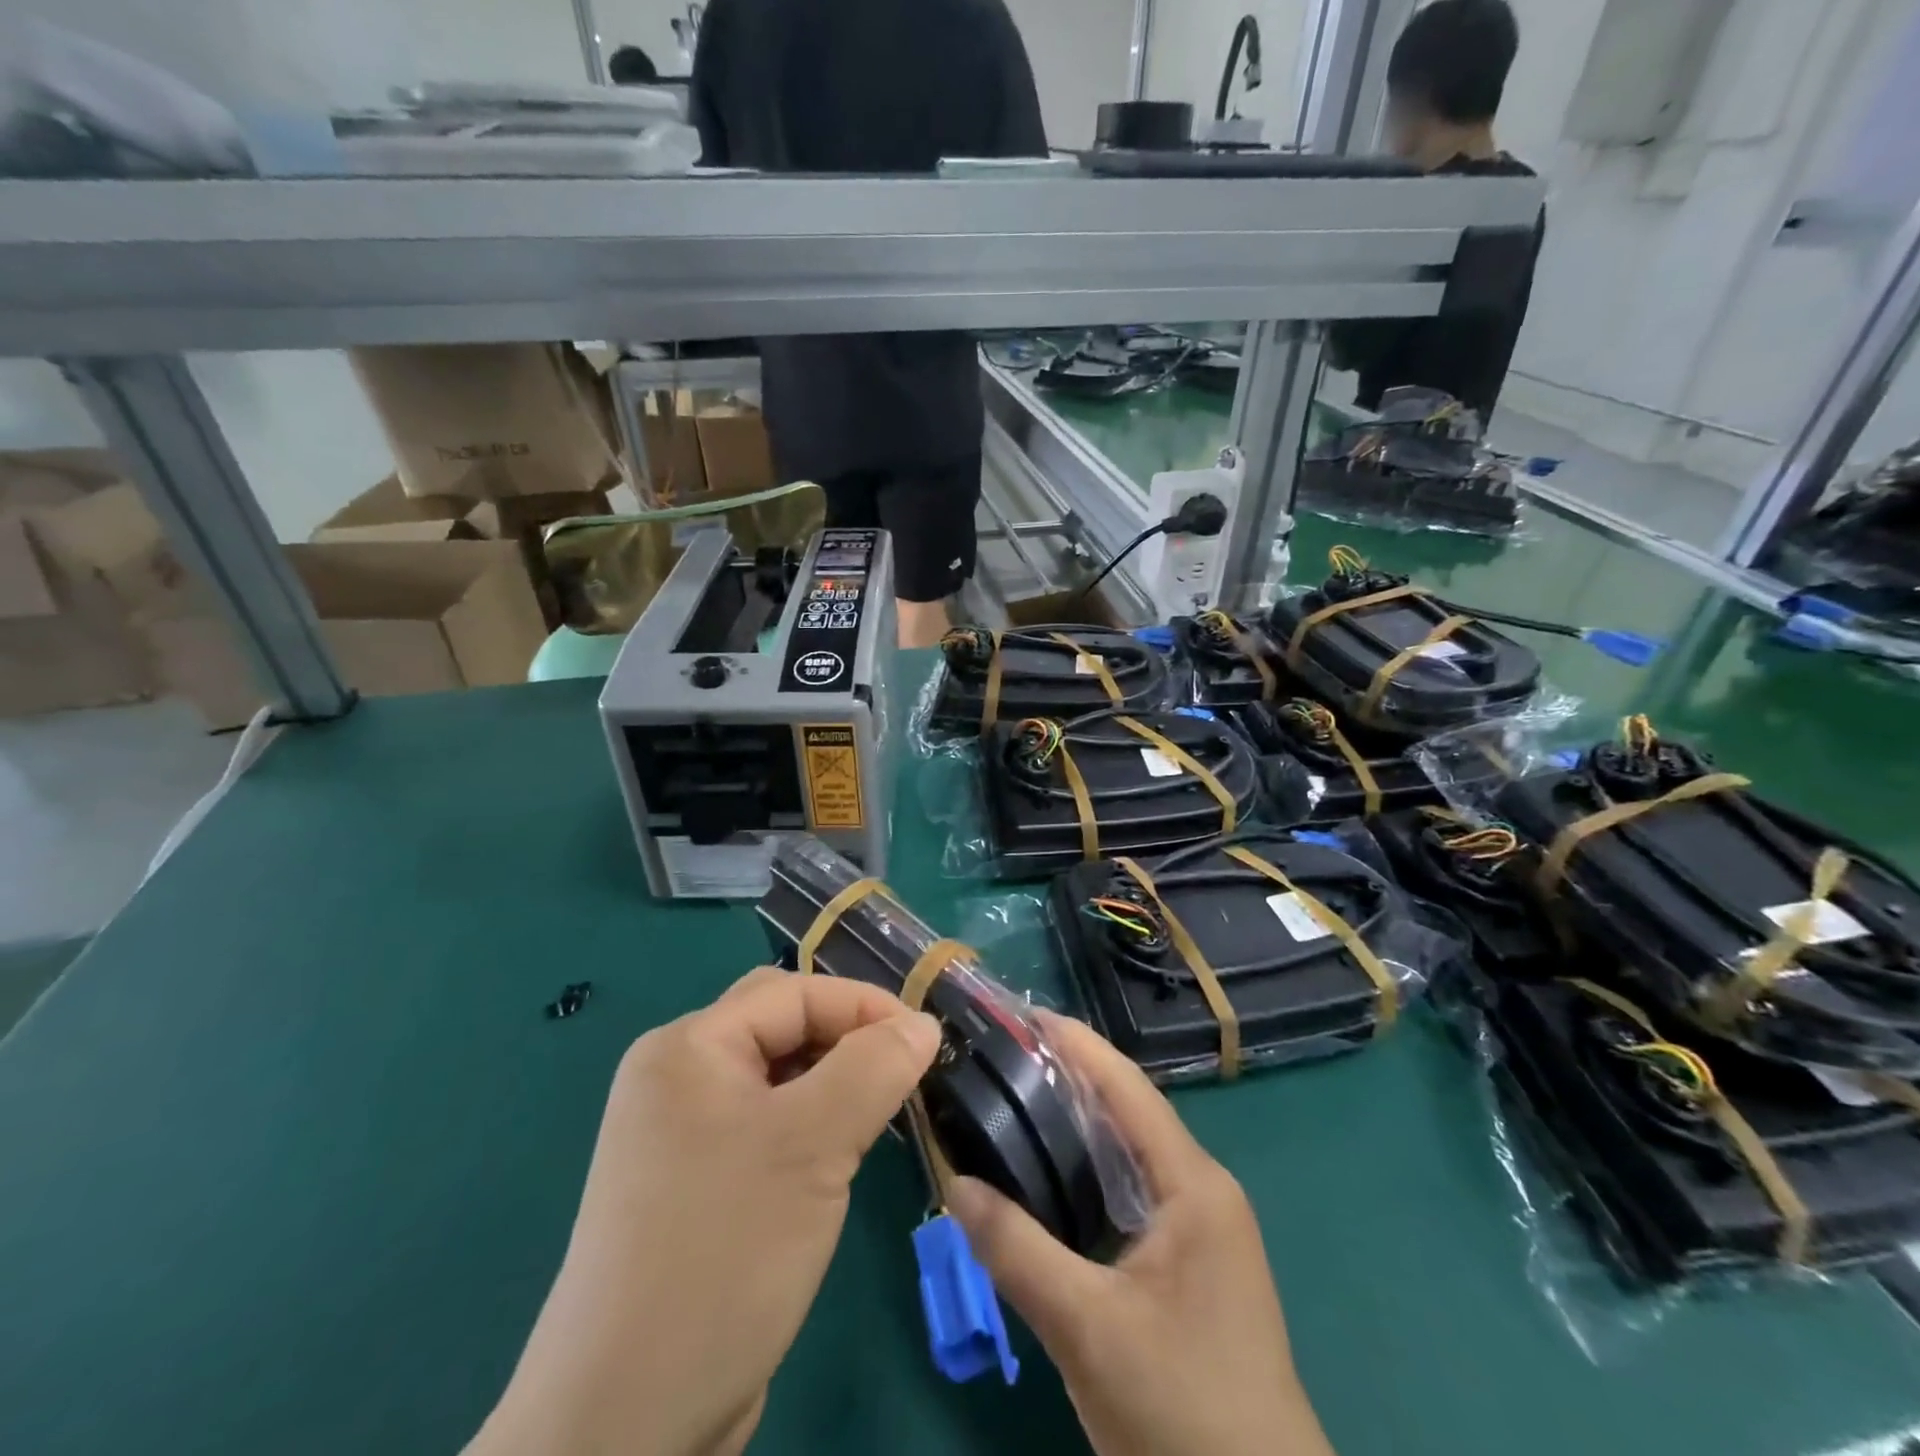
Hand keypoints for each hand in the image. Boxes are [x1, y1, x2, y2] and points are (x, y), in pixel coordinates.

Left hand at [468, 968, 940, 1455]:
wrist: (625, 1423)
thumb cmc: (724, 1251)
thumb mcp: (813, 1145)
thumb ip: (874, 1068)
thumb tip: (922, 1024)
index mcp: (687, 1046)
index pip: (793, 993)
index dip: (864, 1006)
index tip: (927, 1041)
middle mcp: (676, 1077)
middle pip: (781, 1027)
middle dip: (846, 1040)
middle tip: (903, 1073)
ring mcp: (679, 1134)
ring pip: (777, 1079)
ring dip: (832, 1086)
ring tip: (880, 1114)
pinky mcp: (692, 1184)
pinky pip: (764, 1126)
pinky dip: (809, 1126)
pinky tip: (838, 1158)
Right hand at [949, 1014, 1334, 1455]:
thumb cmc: (1185, 1413)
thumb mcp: (1089, 1330)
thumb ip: (1018, 1252)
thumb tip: (955, 1184)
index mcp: (1192, 1185)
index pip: (1128, 1088)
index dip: (1077, 1044)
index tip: (1023, 1012)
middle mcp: (1200, 1190)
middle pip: (1126, 1111)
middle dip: (1068, 1075)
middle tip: (1002, 1053)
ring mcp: (1197, 1228)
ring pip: (1126, 1152)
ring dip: (1075, 1122)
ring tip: (1012, 1095)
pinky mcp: (1185, 1263)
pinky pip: (1128, 1190)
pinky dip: (1085, 1169)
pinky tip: (1045, 1172)